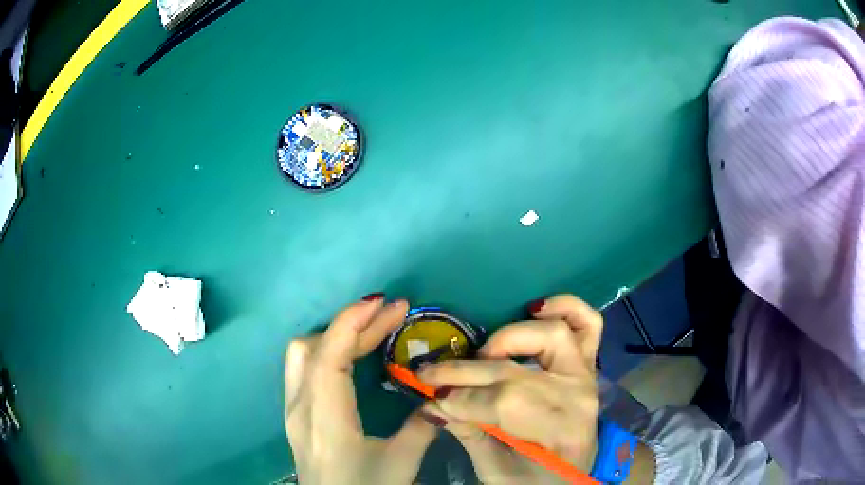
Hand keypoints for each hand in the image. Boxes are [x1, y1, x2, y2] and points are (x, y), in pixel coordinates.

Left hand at [284, 295, 436, 484]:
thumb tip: (438, 397)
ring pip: (303, 354)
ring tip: (373, 331)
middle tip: (393, 315)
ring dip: (337, 335)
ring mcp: (293, 409)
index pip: (328, 356)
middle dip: (354, 325)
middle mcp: (300, 406)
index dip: (352, 323)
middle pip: (315, 347)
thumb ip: (421, 427)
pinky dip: (328, 350)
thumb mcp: (400, 464)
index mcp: (324, 418)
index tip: (386, 304)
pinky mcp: (296, 414)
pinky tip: (352, 356)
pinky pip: (304, 368)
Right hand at [417, 294, 603, 483]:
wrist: (567, 480)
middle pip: (515, 374)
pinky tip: (535, 309)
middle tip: (430, 375)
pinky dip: (565, 307)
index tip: (429, 397)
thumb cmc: (531, 481)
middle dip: (463, 372)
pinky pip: (587, 324)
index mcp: (560, 434)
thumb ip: (468, 432)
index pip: (505, 404)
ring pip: (552, 335)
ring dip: (509, 338)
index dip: (461, 399)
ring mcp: (586, 376)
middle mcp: (579, 399)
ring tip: (482, 354)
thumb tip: (432, 402)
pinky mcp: (587, 365)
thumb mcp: (495, 470)